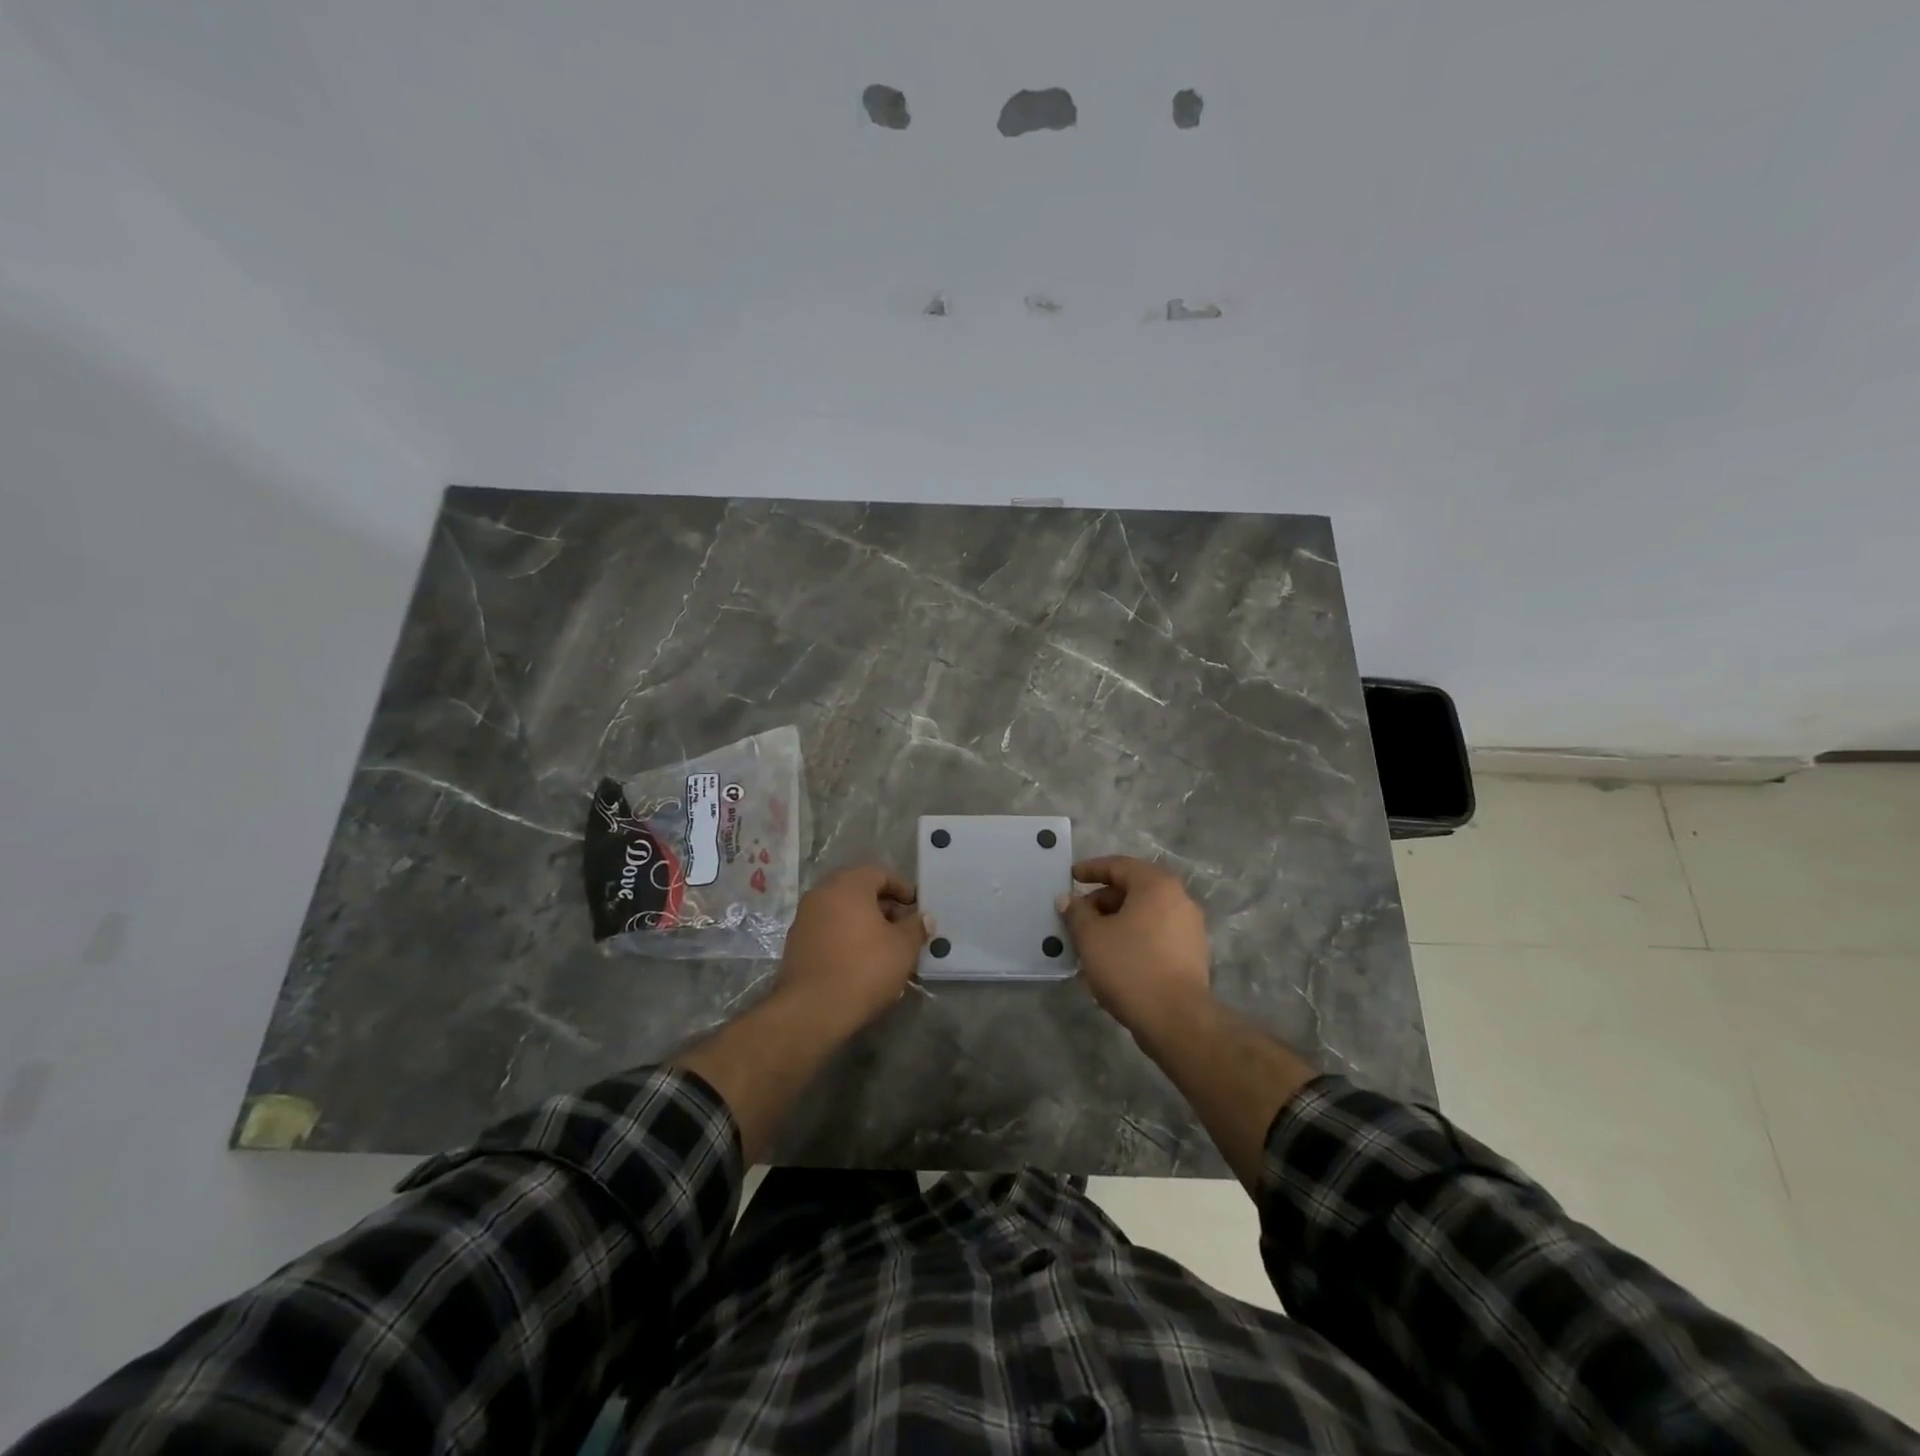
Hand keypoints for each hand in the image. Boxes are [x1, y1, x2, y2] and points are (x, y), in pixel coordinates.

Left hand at [775, 864, 927, 1030]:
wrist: (812, 1009)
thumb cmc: (864, 968)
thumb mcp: (902, 948)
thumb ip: (916, 927)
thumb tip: (925, 918)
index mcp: (848, 885)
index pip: (879, 873)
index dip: (902, 888)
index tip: (916, 908)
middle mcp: (822, 893)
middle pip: (858, 889)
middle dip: (883, 906)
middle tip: (903, 927)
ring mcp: (804, 917)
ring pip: (841, 910)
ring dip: (864, 921)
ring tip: (884, 946)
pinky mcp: (795, 943)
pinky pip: (827, 928)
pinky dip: (845, 935)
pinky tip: (860, 959)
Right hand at [1058, 856, 1211, 1033]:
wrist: (1177, 1020)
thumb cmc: (1130, 967)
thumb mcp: (1091, 937)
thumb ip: (1076, 913)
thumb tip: (1067, 899)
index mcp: (1156, 885)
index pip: (1119, 865)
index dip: (1091, 869)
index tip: (1071, 876)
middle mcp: (1179, 899)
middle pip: (1133, 890)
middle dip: (1102, 901)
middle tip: (1077, 916)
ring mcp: (1190, 928)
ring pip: (1144, 915)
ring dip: (1116, 922)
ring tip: (1091, 941)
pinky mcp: (1192, 954)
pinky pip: (1155, 935)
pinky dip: (1133, 938)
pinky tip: (1113, 959)